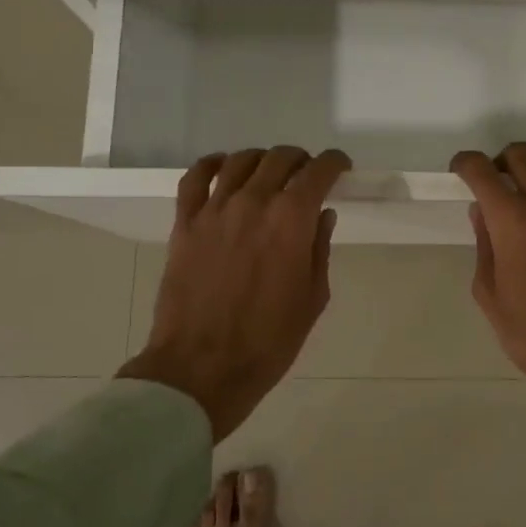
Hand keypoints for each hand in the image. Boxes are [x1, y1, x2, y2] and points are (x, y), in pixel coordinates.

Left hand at [120, 146, 350, 440]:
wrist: (203, 367)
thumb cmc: (269, 340)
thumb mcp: (313, 298)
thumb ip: (319, 249)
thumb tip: (322, 215)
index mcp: (291, 220)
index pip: (318, 172)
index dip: (335, 163)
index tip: (341, 168)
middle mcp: (253, 203)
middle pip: (280, 159)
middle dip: (301, 160)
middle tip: (307, 175)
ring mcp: (214, 210)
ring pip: (240, 161)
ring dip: (262, 159)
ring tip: (269, 172)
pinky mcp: (185, 224)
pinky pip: (195, 178)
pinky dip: (211, 164)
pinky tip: (223, 167)